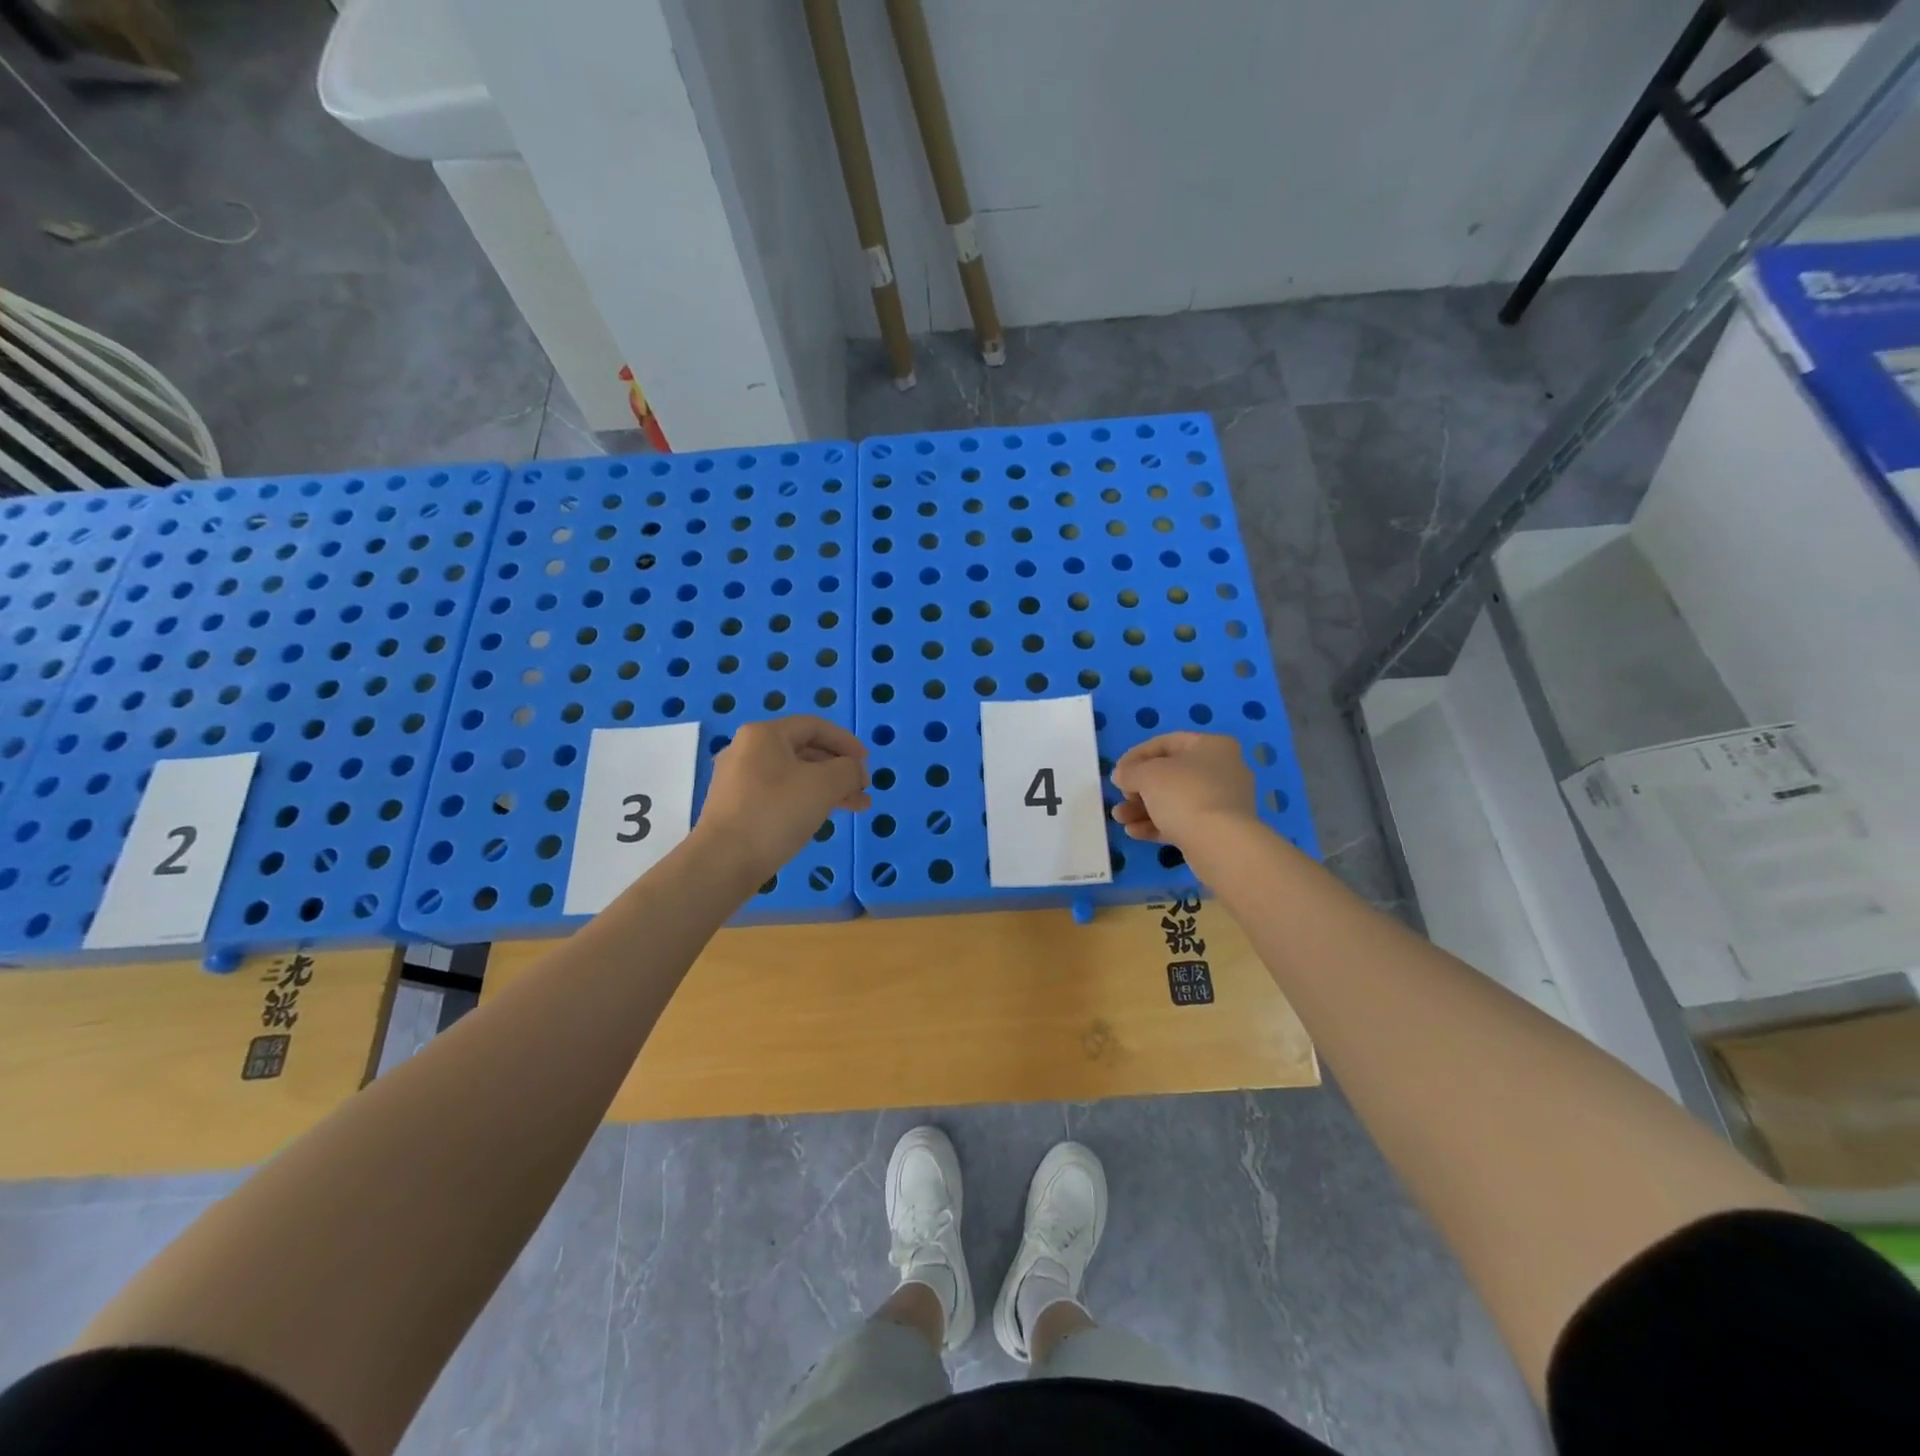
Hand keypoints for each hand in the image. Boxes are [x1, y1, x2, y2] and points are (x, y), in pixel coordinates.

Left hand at [698, 717, 870, 877]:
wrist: (723, 863)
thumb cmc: (775, 813)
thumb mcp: (824, 785)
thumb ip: (848, 770)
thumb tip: (853, 771)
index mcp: (764, 735)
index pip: (815, 726)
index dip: (846, 742)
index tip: (867, 764)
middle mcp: (746, 750)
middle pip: (804, 751)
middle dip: (839, 769)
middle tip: (863, 790)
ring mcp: (738, 780)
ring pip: (794, 775)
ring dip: (827, 788)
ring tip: (854, 807)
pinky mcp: (735, 807)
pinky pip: (779, 794)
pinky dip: (805, 800)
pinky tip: (821, 817)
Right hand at [1110, 732, 1257, 849]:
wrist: (1220, 844)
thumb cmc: (1184, 795)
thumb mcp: (1148, 775)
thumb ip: (1130, 771)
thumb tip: (1122, 775)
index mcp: (1212, 745)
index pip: (1166, 743)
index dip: (1136, 756)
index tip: (1118, 772)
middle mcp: (1223, 770)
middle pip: (1170, 774)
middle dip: (1138, 788)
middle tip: (1120, 797)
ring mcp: (1222, 802)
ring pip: (1174, 800)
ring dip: (1143, 808)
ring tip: (1120, 818)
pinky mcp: (1218, 829)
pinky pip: (1183, 821)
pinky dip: (1158, 824)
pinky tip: (1134, 832)